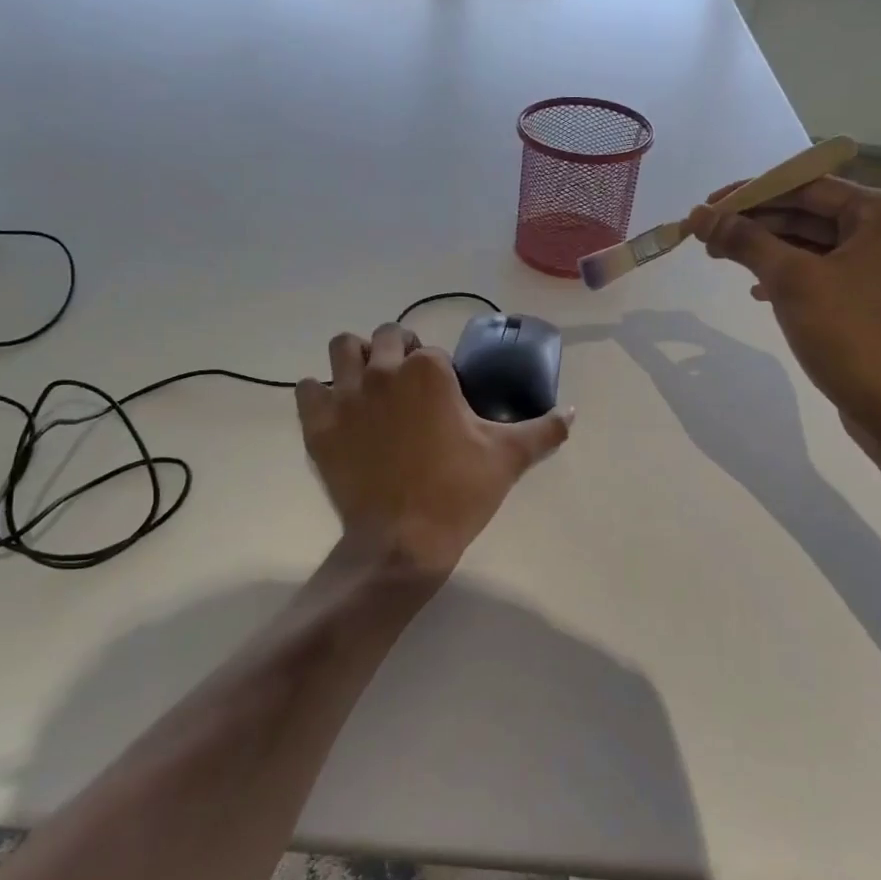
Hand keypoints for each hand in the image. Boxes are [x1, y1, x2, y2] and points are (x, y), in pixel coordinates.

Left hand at [296, 323, 571, 575]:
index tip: (446, 399)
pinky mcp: (318, 423)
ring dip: (356, 358)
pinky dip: (320, 393)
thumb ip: (543, 430)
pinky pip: (308, 388)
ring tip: (370, 385)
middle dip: (399, 351)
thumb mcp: (507, 459)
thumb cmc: (457, 493)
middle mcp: (383, 371)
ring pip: (342, 348)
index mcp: (428, 371)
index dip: (441, 371)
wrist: (401, 542)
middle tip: (411, 386)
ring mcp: (345, 395)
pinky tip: (339, 412)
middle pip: (386, 337)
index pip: (432, 350)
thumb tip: (572, 413)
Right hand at [688, 176, 880, 443]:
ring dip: (765, 248)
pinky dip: (785, 273)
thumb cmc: (848, 333)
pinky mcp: (867, 293)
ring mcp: (879, 262)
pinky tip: (756, 289)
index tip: (706, 206)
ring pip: (810, 242)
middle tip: (706, 235)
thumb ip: (744, 241)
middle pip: (807, 212)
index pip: (806, 185)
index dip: (751, 193)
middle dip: (755, 222)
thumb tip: (700, 215)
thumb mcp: (790, 280)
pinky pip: (819, 269)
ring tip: (720, 256)